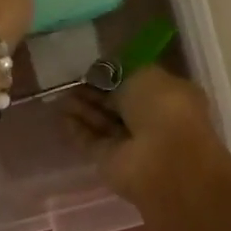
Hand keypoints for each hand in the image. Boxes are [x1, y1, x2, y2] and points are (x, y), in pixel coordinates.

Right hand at [61, 65, 226, 205]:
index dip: (115, 75)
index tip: (93, 67)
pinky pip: (92, 142)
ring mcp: (132, 144)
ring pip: (103, 123)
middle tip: (72, 81)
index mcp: (170, 95)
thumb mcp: (144, 74)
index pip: (138, 83)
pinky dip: (77, 130)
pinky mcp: (111, 162)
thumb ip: (121, 73)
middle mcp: (152, 120)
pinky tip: (61, 116)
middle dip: (96, 92)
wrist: (163, 158)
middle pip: (118, 104)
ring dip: (84, 109)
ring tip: (60, 94)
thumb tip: (104, 74)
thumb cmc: (162, 107)